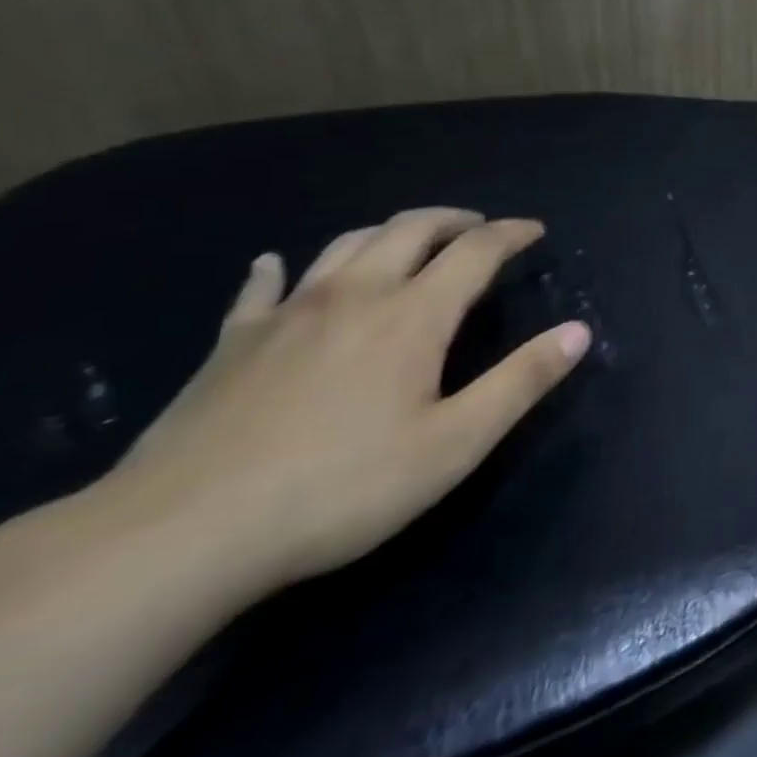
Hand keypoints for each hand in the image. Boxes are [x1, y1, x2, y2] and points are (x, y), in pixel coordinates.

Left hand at [107, 208, 591, 596]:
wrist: (177, 536)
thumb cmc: (338, 489)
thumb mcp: (454, 444)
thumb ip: (522, 381)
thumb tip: (579, 331)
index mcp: (413, 315)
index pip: (476, 251)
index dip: (511, 233)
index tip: (534, 231)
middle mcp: (356, 294)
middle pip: (410, 229)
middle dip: (454, 220)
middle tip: (479, 228)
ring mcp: (288, 313)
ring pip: (347, 244)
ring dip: (388, 232)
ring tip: (408, 242)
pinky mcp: (233, 342)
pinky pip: (262, 287)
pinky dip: (279, 268)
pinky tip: (275, 264)